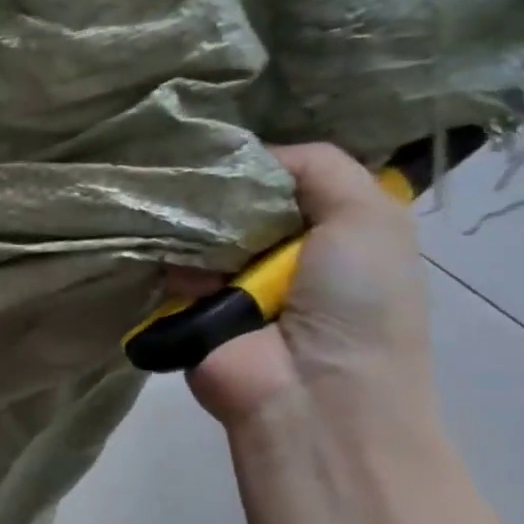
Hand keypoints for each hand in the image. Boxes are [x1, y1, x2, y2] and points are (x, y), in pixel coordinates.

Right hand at [186, 143, 435, 427]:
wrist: (310, 396)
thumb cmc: (356, 303)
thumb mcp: (368, 217)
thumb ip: (318, 166)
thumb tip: (248, 153)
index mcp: (331, 230)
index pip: (288, 175)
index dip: (264, 152)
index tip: (229, 127)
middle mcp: (279, 249)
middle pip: (237, 195)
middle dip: (218, 177)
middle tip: (187, 153)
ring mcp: (229, 276)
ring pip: (199, 223)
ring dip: (187, 211)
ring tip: (169, 193)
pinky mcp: (186, 301)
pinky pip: (168, 258)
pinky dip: (162, 244)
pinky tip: (155, 230)